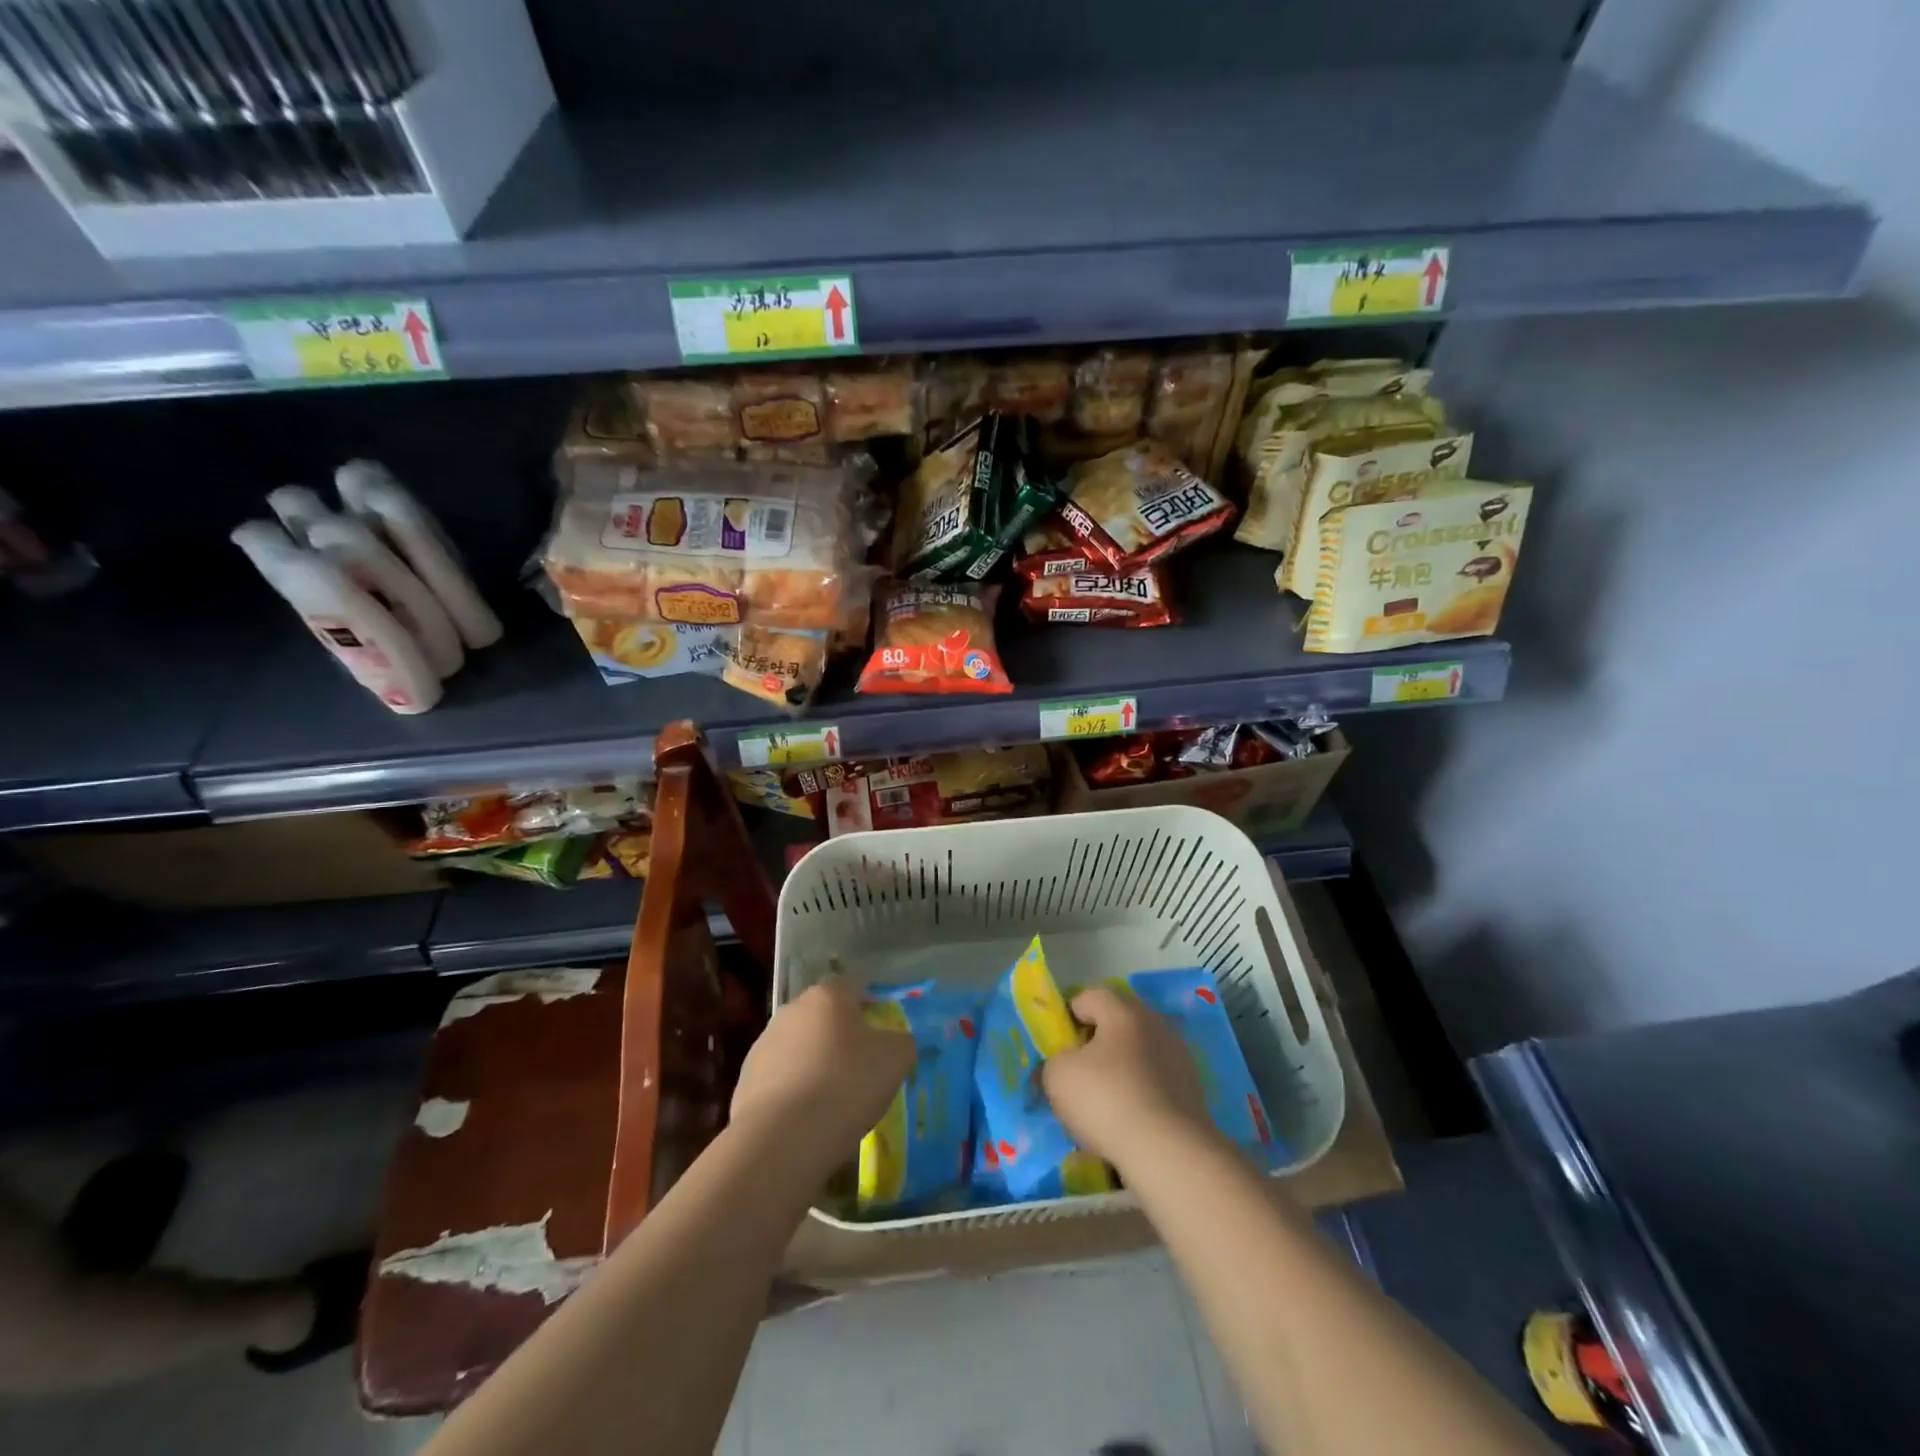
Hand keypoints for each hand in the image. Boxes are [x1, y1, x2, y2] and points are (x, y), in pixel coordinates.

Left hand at [731, 977, 914, 1169]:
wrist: (784, 1137)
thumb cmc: (847, 1084)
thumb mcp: (896, 1059)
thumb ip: (902, 1042)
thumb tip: (896, 1042)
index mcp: (827, 996)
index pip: (849, 986)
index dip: (866, 1007)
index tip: (878, 1035)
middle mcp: (791, 1010)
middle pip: (822, 1017)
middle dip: (838, 1037)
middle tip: (859, 1068)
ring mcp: (764, 1045)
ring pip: (798, 1048)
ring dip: (814, 1064)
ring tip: (832, 1102)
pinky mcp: (745, 1081)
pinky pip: (779, 1080)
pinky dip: (793, 1093)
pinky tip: (807, 1121)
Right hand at [1042, 988, 1219, 1173]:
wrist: (1170, 1154)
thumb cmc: (1108, 1102)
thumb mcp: (1058, 1077)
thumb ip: (1054, 1061)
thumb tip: (1063, 1065)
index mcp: (1124, 1012)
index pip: (1090, 996)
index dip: (1069, 1015)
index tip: (1059, 1046)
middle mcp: (1156, 1025)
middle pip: (1117, 1024)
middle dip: (1095, 1044)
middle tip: (1078, 1074)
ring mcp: (1179, 1058)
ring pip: (1138, 1054)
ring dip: (1119, 1071)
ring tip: (1103, 1105)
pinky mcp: (1192, 1092)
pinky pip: (1155, 1083)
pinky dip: (1140, 1095)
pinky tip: (1128, 1123)